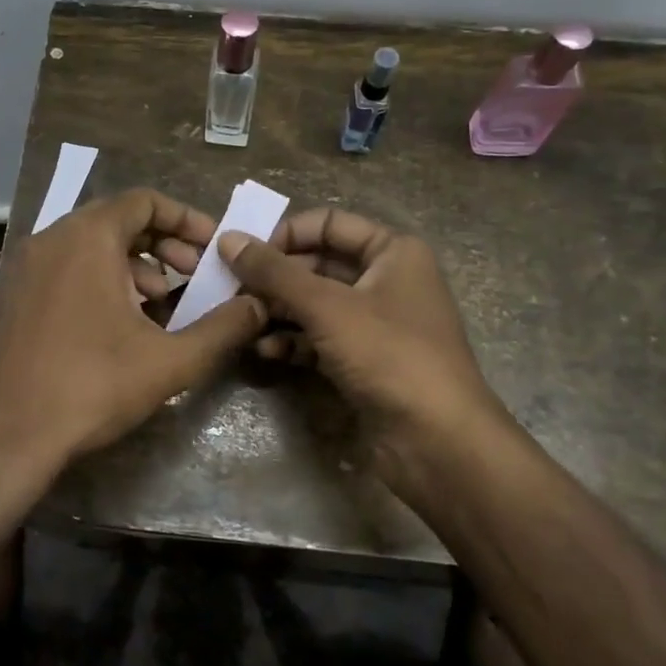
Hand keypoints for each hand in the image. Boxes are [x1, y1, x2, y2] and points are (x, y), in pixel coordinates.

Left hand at [0, 188, 267, 522]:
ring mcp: (27, 266)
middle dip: (163, 243)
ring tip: (162, 302)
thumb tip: (259, 306)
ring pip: (91, 245)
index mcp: (87, 238)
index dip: (186, 218)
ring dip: (134, 263)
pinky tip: (121, 322)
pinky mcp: (16, 295)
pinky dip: (101, 278)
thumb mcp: (171, 360)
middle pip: (118, 220)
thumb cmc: (93, 386)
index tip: (212, 247)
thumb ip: (223, 328)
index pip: (144, 201)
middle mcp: (52, 239)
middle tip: (194, 274)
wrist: (11, 435)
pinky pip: (67, 266)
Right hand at [219, 208, 528, 508]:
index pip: (328, 224)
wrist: (437, 441)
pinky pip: (320, 338)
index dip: (285, 234)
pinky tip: (265, 351)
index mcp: (392, 251)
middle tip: (231, 290)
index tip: (243, 253)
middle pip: (318, 264)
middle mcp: (386, 280)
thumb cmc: (389, 354)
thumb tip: (228, 238)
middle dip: (275, 278)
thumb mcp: (327, 306)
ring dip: (278, 311)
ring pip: (315, 304)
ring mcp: (375, 323)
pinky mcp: (364, 360)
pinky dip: (293, 341)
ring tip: (242, 320)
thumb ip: (274, 272)